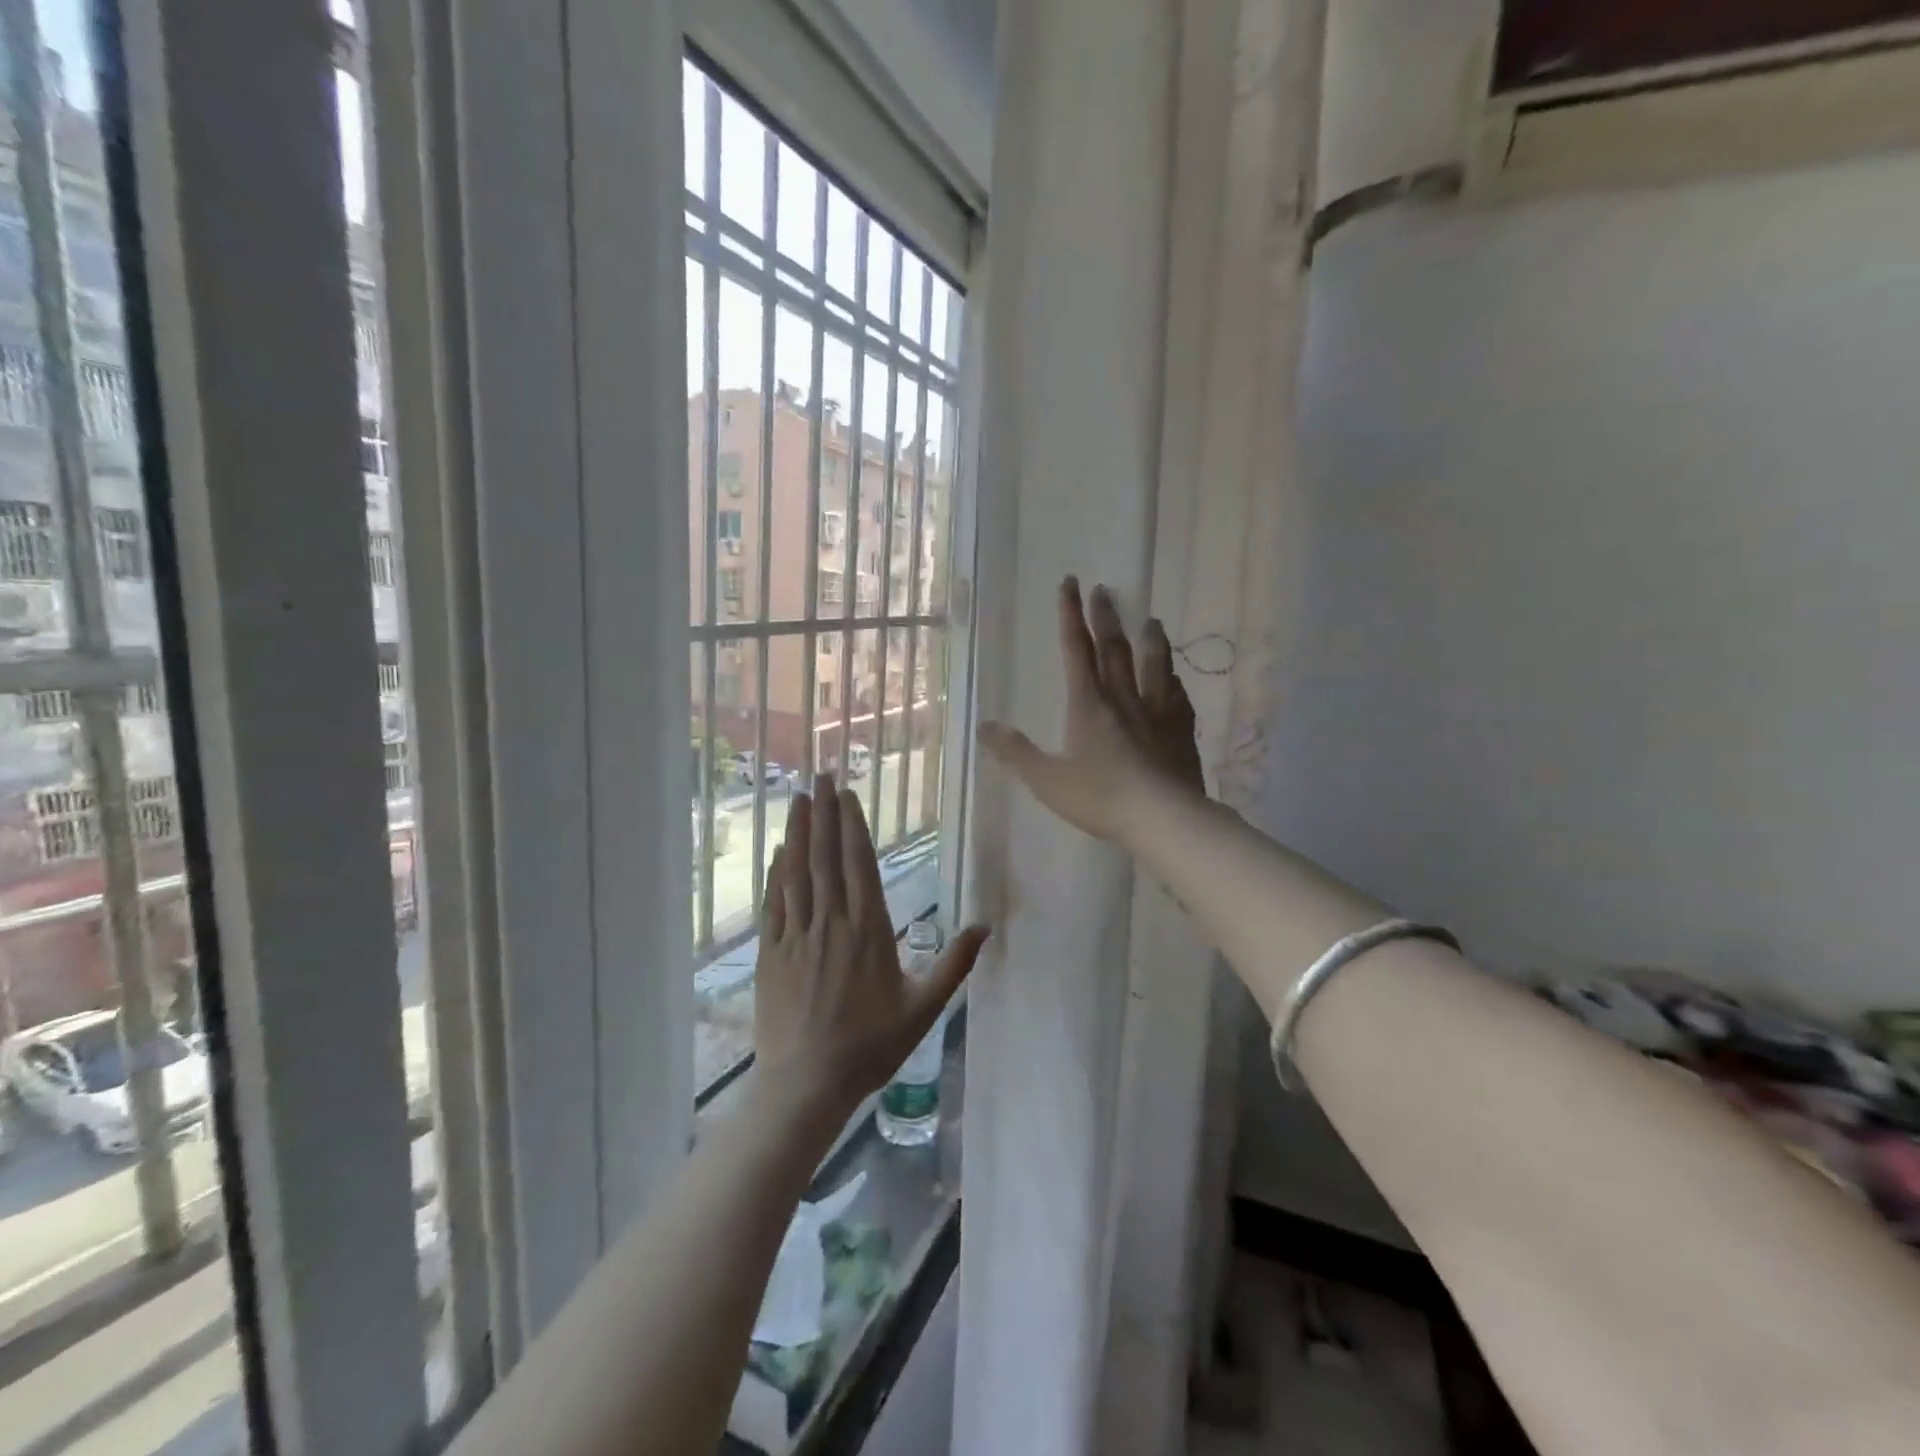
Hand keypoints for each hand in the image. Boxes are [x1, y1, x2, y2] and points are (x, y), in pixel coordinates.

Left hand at [753, 774, 989, 1119]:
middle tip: (821, 775)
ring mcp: (797, 936)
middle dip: (826, 814)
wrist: (807, 1083)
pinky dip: (777, 872)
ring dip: (799, 832)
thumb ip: (954, 965)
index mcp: (868, 930)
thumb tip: (985, 927)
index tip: (847, 793)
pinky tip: (780, 850)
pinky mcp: (771, 953)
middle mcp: (831, 923)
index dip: (853, 825)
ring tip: (800, 797)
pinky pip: (775, 902)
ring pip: (798, 872)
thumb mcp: (924, 1009)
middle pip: (827, 857)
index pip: (859, 864)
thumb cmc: (870, 1046)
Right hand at [979, 577, 1204, 844]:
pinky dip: (1174, 681)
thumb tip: (984, 727)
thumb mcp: (1047, 779)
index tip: (1071, 583)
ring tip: (1151, 620)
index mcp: (1088, 704)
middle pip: (1114, 649)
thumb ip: (1015, 753)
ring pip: (1153, 666)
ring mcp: (1157, 713)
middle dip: (1106, 617)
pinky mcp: (1181, 732)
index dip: (1070, 615)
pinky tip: (1177, 678)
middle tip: (1104, 589)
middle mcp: (1124, 698)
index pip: (1076, 650)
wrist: (1163, 818)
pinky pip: (1178, 697)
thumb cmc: (1100, 797)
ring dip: (1150, 641)